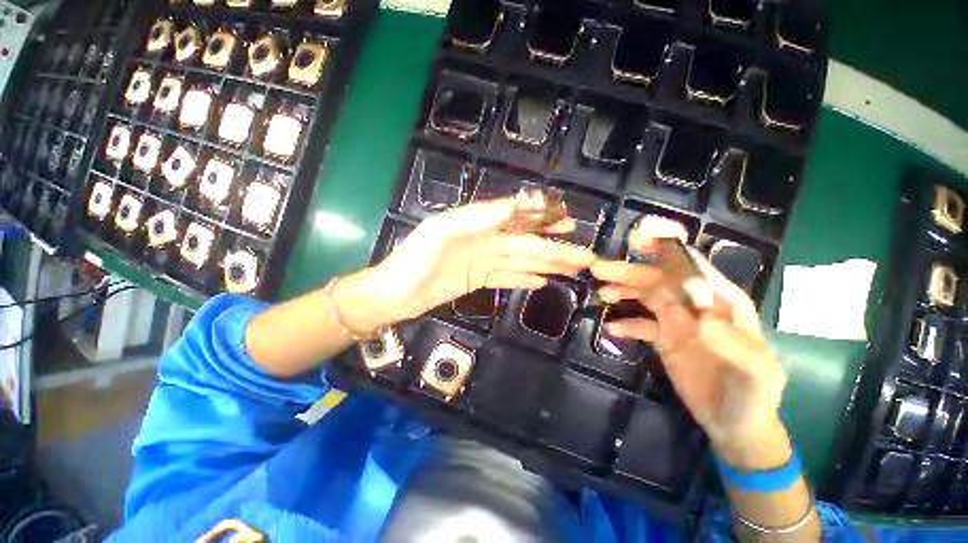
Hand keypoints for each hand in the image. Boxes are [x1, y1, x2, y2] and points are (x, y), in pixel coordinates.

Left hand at [338, 198, 595, 334]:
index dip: (543, 217)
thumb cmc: (414, 262)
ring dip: (547, 264)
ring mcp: (482, 261)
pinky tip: (542, 281)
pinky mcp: (478, 279)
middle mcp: (483, 239)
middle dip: (555, 248)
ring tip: (572, 270)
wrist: (394, 295)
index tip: (569, 220)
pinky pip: (507, 277)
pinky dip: (524, 278)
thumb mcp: (442, 233)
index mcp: (475, 223)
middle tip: (584, 254)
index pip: (516, 216)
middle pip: (525, 242)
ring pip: (521, 261)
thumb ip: (477, 218)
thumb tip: (515, 205)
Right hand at [591, 246, 787, 466]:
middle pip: (660, 281)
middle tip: (600, 269)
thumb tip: (696, 318)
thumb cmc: (753, 396)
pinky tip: (611, 328)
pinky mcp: (664, 338)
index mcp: (723, 303)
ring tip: (602, 293)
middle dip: (631, 272)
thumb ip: (730, 341)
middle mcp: (697, 306)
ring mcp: (678, 322)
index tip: (638, 242)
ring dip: (623, 292)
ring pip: (646, 297)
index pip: (694, 269)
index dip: (667, 252)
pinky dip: (625, 324)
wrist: (736, 425)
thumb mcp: (754, 372)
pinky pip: (640, 324)